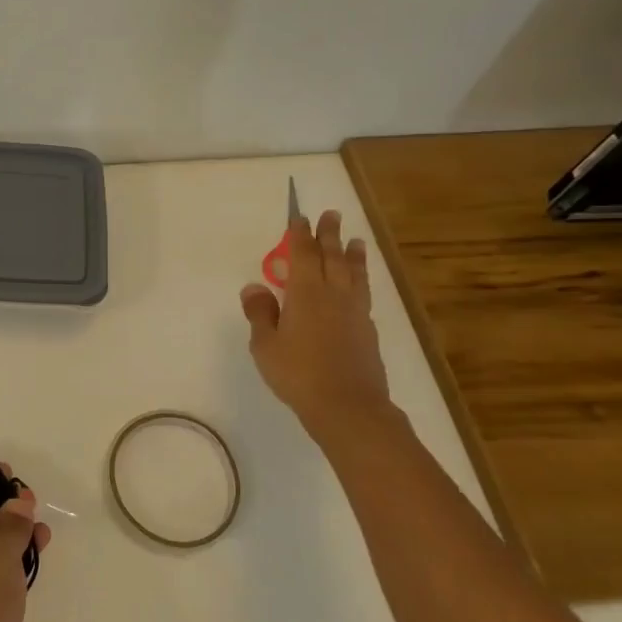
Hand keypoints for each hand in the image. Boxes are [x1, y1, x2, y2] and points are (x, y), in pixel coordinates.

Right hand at [241, 210, 395, 447]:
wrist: (348, 406)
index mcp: (305, 294)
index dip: (300, 234)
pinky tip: (358, 285)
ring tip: (355, 241)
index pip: (302, 254)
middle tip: (331, 215)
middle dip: (329, 234)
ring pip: (354, 274)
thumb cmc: (298, 374)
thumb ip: (260, 313)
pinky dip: (360, 279)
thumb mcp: (265, 345)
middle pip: (331, 257)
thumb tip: (254, 287)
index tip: (300, 217)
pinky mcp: (367, 330)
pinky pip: (363, 293)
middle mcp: (333, 295)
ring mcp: (354, 312)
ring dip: (352, 254)